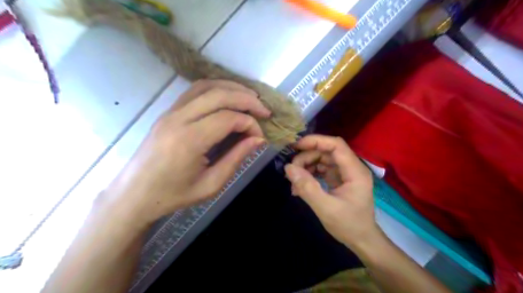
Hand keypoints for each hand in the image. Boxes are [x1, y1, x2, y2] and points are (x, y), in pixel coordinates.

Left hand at [104, 80, 268, 223]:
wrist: (134, 194)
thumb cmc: (173, 195)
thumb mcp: (211, 184)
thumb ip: (236, 158)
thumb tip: (258, 139)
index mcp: (189, 140)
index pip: (228, 118)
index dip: (250, 124)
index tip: (259, 137)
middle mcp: (178, 119)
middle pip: (219, 95)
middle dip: (247, 99)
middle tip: (264, 110)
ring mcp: (170, 112)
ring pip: (206, 86)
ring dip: (232, 88)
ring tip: (250, 98)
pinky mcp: (167, 111)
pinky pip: (194, 91)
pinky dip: (216, 89)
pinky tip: (228, 97)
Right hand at [284, 136, 377, 248]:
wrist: (361, 241)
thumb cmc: (348, 225)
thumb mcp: (326, 208)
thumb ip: (307, 187)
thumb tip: (288, 168)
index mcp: (355, 171)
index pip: (336, 145)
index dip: (316, 141)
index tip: (296, 146)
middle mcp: (351, 168)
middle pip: (326, 152)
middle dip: (306, 157)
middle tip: (291, 171)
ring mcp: (344, 174)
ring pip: (321, 160)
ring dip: (306, 166)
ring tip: (294, 181)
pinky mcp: (337, 180)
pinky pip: (321, 170)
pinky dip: (309, 175)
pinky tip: (299, 187)